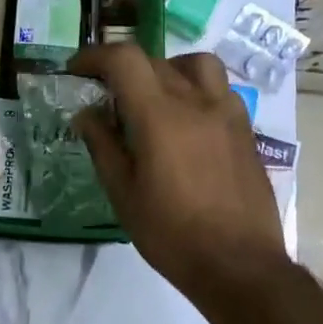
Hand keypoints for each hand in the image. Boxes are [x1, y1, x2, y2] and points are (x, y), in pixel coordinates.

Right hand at [71, 45, 288, 294]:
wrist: (241, 266)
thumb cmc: (172, 234)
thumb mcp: (123, 194)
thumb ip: (103, 145)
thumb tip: (86, 113)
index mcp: (160, 116)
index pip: (124, 60)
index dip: (95, 56)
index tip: (76, 71)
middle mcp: (196, 102)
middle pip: (154, 61)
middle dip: (123, 70)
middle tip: (106, 96)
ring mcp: (227, 113)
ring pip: (196, 65)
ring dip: (167, 69)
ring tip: (154, 97)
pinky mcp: (246, 130)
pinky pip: (219, 90)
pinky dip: (196, 90)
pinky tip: (187, 122)